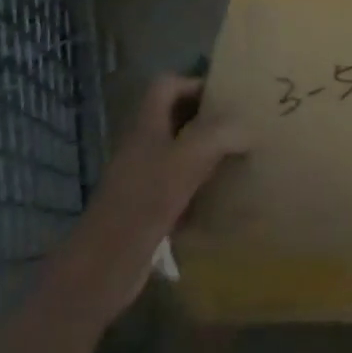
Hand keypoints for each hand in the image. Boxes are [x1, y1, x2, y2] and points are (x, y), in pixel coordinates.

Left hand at [72, 74, 247, 318]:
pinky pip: (179, 189)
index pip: (167, 85)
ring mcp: (142, 179)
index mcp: (147, 125)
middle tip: (242, 126)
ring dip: (207, 155)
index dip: (195, 84)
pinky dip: (200, 191)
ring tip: (240, 159)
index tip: (227, 97)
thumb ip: (220, 135)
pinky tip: (222, 201)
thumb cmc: (143, 203)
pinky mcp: (147, 211)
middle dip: (208, 120)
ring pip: (179, 154)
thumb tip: (248, 128)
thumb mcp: (187, 159)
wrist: (102, 268)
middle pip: (176, 118)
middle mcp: (143, 146)